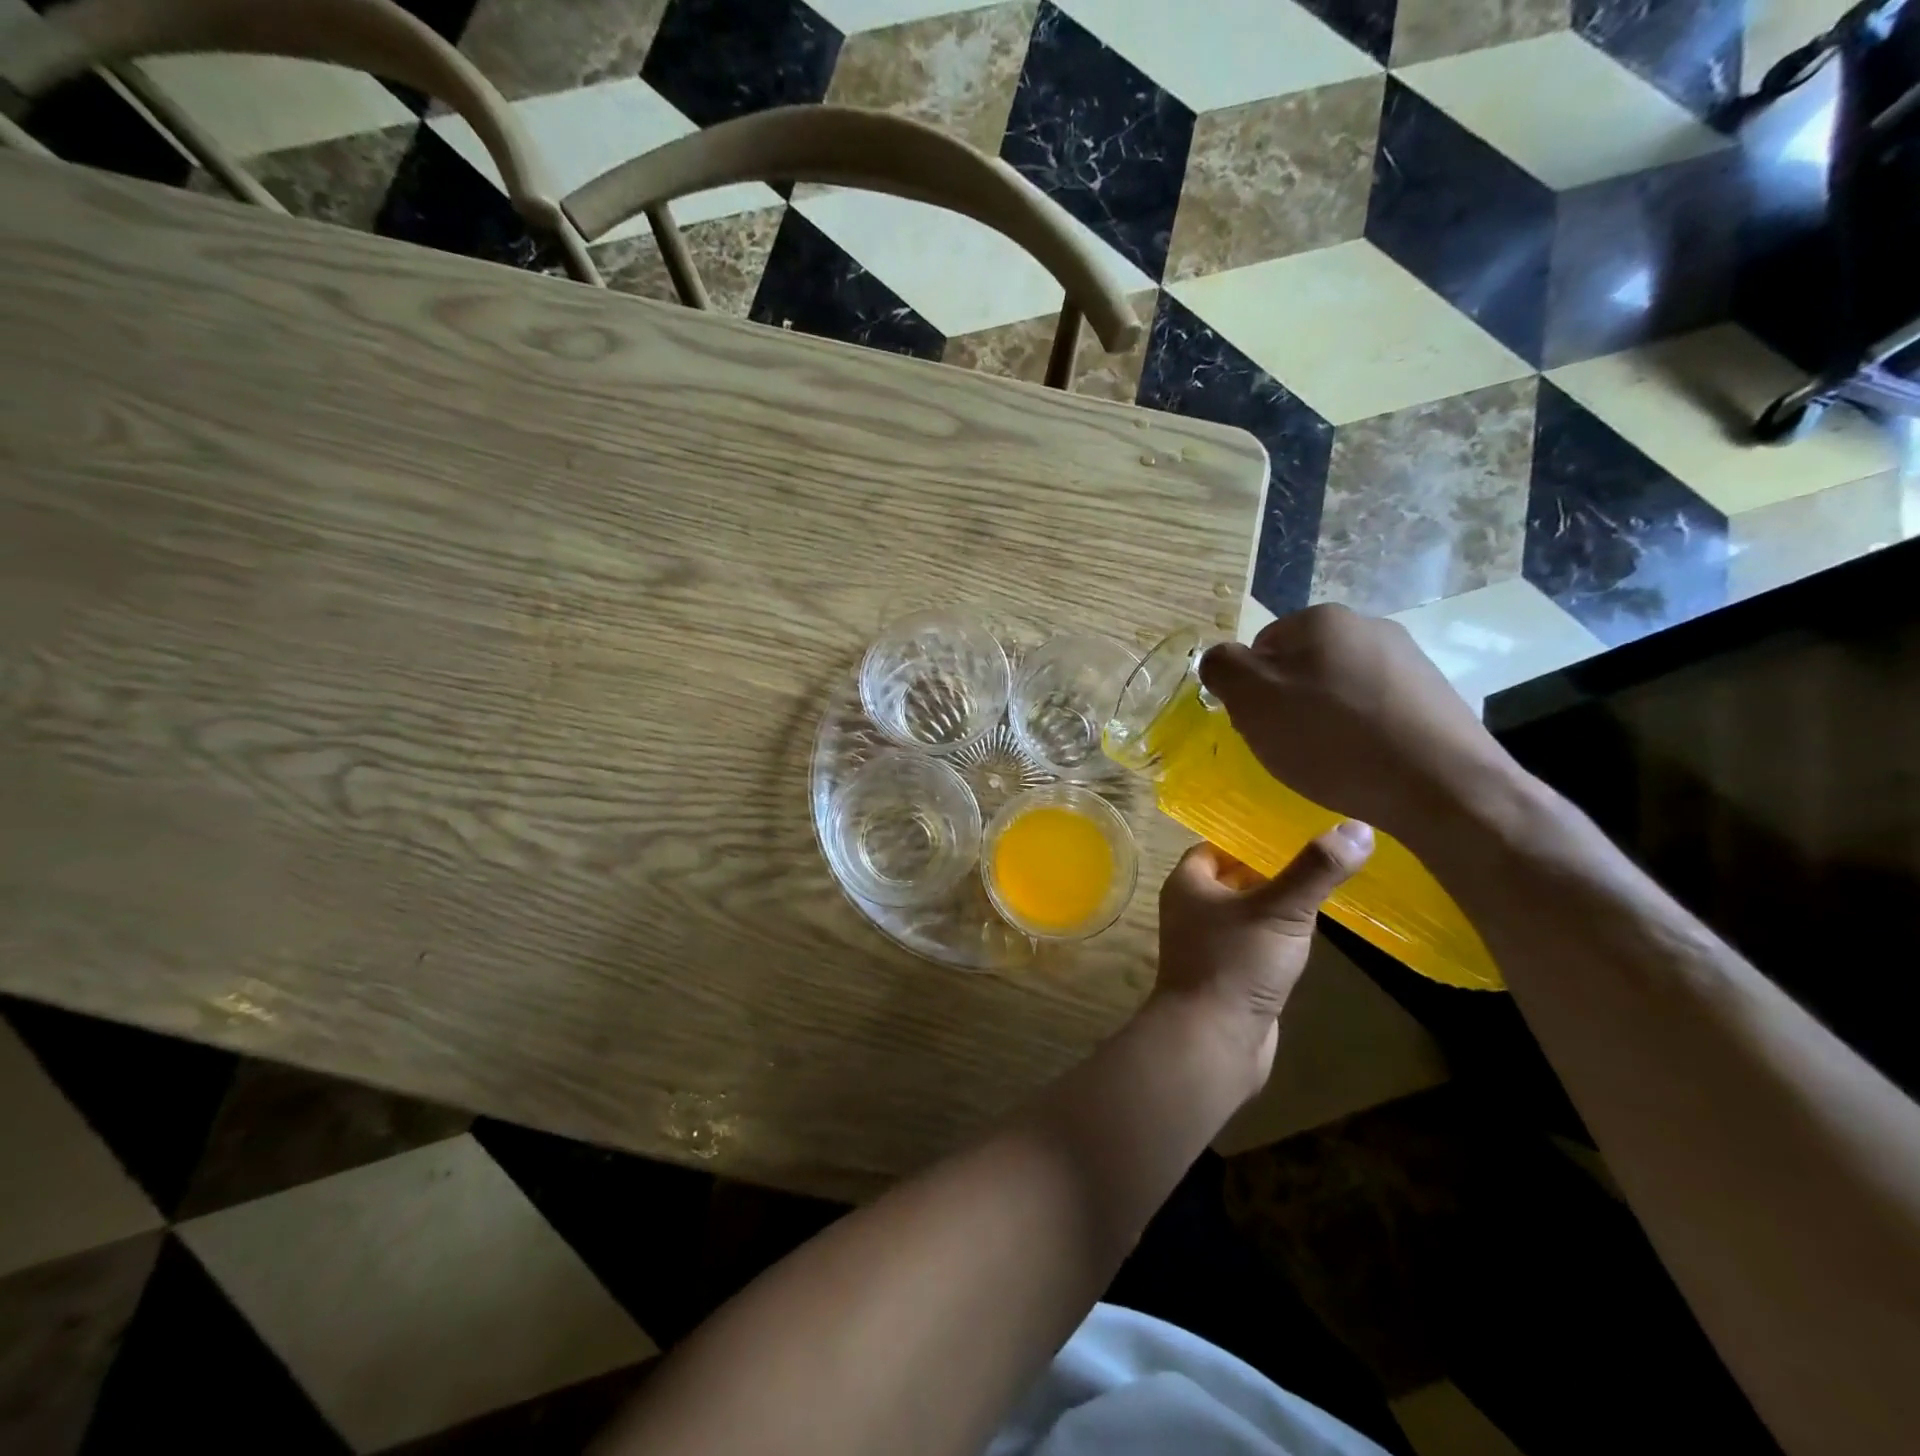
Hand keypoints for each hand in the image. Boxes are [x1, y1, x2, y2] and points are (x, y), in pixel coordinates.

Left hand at [1153, 825, 1372, 1083]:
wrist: (1213, 1041)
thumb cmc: (1236, 964)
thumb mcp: (1280, 910)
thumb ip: (1316, 869)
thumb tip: (1358, 827)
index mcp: (1189, 883)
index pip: (1220, 845)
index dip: (1253, 836)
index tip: (1297, 827)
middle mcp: (1193, 908)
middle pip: (1236, 876)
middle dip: (1273, 867)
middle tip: (1322, 853)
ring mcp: (1210, 943)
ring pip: (1249, 911)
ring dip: (1279, 903)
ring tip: (1325, 884)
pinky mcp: (1231, 973)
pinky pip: (1257, 942)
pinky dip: (1280, 935)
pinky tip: (1312, 932)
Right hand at [1198, 603, 1516, 844]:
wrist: (1443, 786)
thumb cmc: (1333, 739)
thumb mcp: (1252, 700)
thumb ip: (1222, 667)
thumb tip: (1221, 660)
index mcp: (1321, 619)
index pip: (1260, 646)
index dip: (1251, 689)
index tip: (1260, 725)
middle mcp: (1367, 626)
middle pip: (1300, 665)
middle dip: (1287, 702)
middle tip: (1289, 745)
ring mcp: (1408, 659)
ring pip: (1339, 687)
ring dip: (1325, 718)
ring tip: (1330, 760)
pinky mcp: (1435, 695)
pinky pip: (1375, 709)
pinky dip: (1362, 732)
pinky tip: (1365, 762)